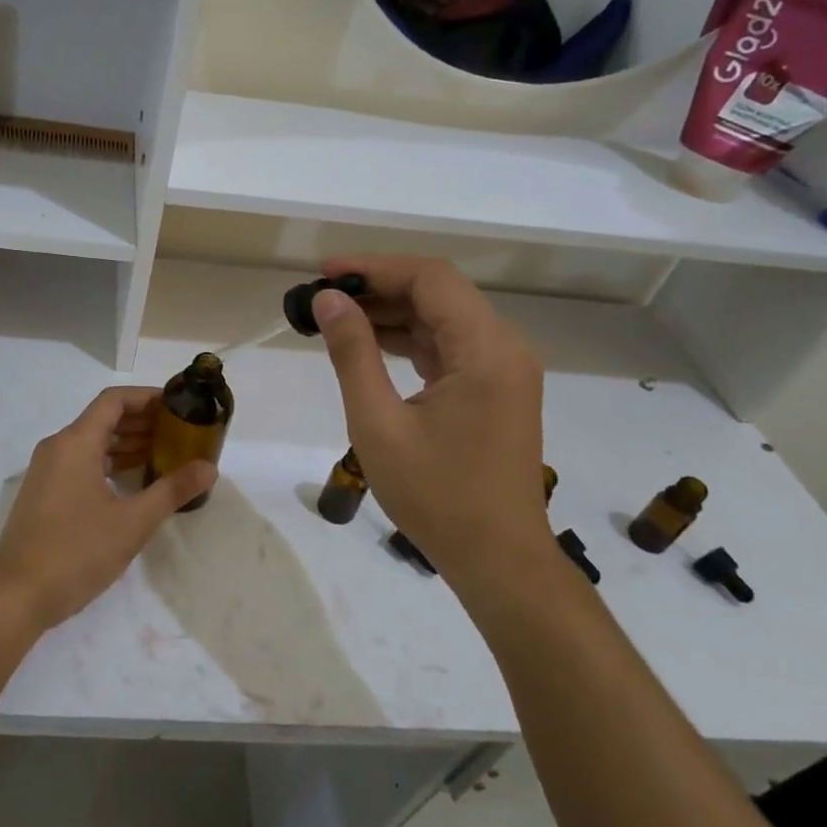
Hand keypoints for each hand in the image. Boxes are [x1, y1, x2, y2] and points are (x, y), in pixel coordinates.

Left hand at [0, 387, 216, 632]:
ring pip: (92, 443)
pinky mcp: (44, 493)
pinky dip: (109, 463)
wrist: (16, 595)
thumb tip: (209, 468)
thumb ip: (172, 490)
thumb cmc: (76, 552)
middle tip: (180, 432)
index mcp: (75, 443)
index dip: (147, 397)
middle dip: (142, 421)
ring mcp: (47, 471)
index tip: (178, 405)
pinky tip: (134, 482)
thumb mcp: (132, 523)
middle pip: (103, 419)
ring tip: (165, 454)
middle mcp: (58, 448)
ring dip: (127, 444)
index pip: (114, 401)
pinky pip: (81, 463)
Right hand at [313, 256, 554, 592]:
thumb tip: (328, 300)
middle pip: (439, 293)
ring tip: (335, 319)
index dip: (374, 267)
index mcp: (485, 349)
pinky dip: (409, 340)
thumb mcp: (378, 423)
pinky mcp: (495, 389)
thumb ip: (353, 353)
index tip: (324, 275)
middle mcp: (504, 347)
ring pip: (443, 318)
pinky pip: (450, 346)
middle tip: (322, 299)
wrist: (498, 559)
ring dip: (391, 313)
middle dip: (378, 288)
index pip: (430, 279)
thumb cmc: (436, 496)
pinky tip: (370, 345)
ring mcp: (503, 369)